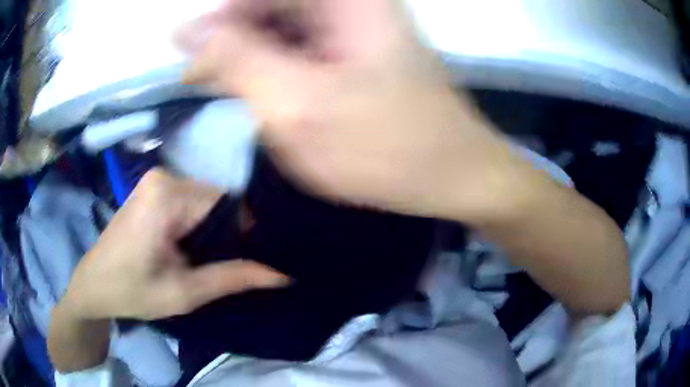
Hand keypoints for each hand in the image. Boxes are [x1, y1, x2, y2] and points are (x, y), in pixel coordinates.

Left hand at [60, 169, 287, 320]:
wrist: (94, 285)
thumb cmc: (132, 292)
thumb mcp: (184, 293)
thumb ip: (232, 278)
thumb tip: (281, 274)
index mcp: (167, 196)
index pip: (228, 202)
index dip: (245, 232)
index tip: (251, 261)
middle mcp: (163, 176)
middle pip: (216, 200)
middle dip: (227, 233)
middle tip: (229, 266)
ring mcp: (156, 179)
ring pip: (206, 200)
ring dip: (213, 230)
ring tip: (209, 259)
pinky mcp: (153, 188)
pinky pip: (191, 200)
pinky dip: (198, 223)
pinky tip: (192, 247)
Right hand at [178, 0, 513, 219]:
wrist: (455, 176)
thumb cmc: (387, 147)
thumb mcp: (297, 104)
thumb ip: (237, 59)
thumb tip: (187, 31)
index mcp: (347, 1)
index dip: (220, 14)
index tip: (185, 47)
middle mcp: (354, 5)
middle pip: (273, 6)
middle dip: (231, 35)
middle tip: (198, 74)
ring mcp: (358, 27)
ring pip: (284, 26)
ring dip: (249, 52)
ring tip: (222, 86)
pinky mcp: (360, 53)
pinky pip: (303, 46)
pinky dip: (274, 65)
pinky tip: (260, 90)